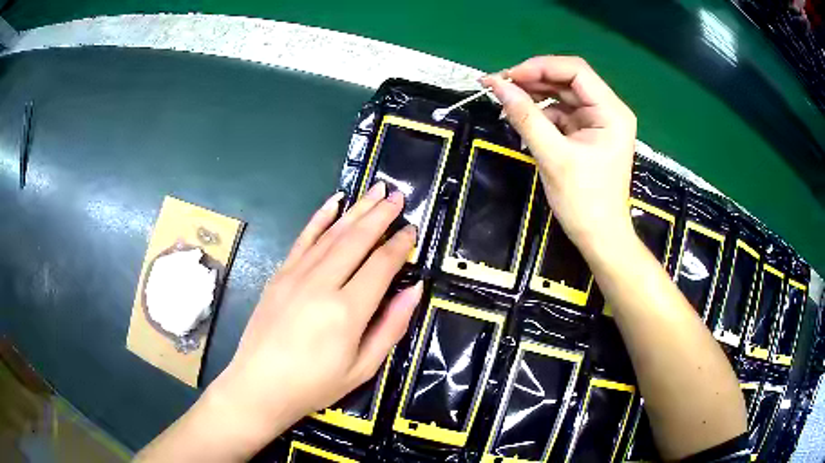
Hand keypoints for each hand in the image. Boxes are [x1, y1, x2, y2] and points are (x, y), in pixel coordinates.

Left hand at [211, 182, 421, 448]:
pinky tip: (333, 202)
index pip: (381, 265)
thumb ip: (391, 326)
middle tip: (397, 196)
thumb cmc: (315, 384)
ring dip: (356, 210)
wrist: (260, 386)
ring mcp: (296, 275)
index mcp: (347, 312)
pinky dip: (320, 218)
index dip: (399, 245)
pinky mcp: (279, 275)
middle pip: (356, 239)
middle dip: (380, 215)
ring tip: (375, 191)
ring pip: (332, 234)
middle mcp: (321, 284)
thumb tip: (413, 290)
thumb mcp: (363, 368)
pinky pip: (303, 239)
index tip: (412, 229)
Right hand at [482, 56, 636, 253]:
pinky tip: (522, 118)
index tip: (507, 77)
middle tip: (499, 85)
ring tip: (506, 100)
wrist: (598, 237)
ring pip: (562, 95)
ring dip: (534, 95)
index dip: (539, 67)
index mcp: (611, 112)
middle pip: (568, 80)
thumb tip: (497, 85)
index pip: (575, 71)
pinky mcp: (587, 133)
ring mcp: (598, 122)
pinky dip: (540, 113)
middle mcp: (608, 110)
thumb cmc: (584, 201)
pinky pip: (561, 112)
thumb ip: (525, 117)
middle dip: (533, 79)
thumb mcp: (553, 156)